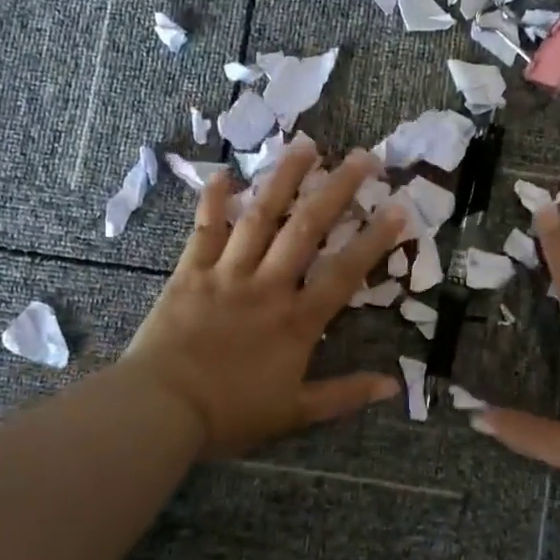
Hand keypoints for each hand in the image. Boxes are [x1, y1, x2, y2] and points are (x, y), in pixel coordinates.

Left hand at [119, 140, 407, 458]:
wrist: (160, 409)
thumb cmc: (230, 413)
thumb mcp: (294, 413)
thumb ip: (344, 395)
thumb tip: (394, 386)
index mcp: (296, 321)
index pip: (344, 272)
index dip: (374, 240)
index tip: (399, 208)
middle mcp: (267, 286)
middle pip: (307, 229)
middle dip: (338, 191)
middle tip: (364, 157)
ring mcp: (227, 273)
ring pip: (260, 217)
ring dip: (285, 179)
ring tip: (307, 146)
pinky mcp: (190, 272)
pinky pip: (204, 230)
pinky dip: (213, 200)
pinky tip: (224, 173)